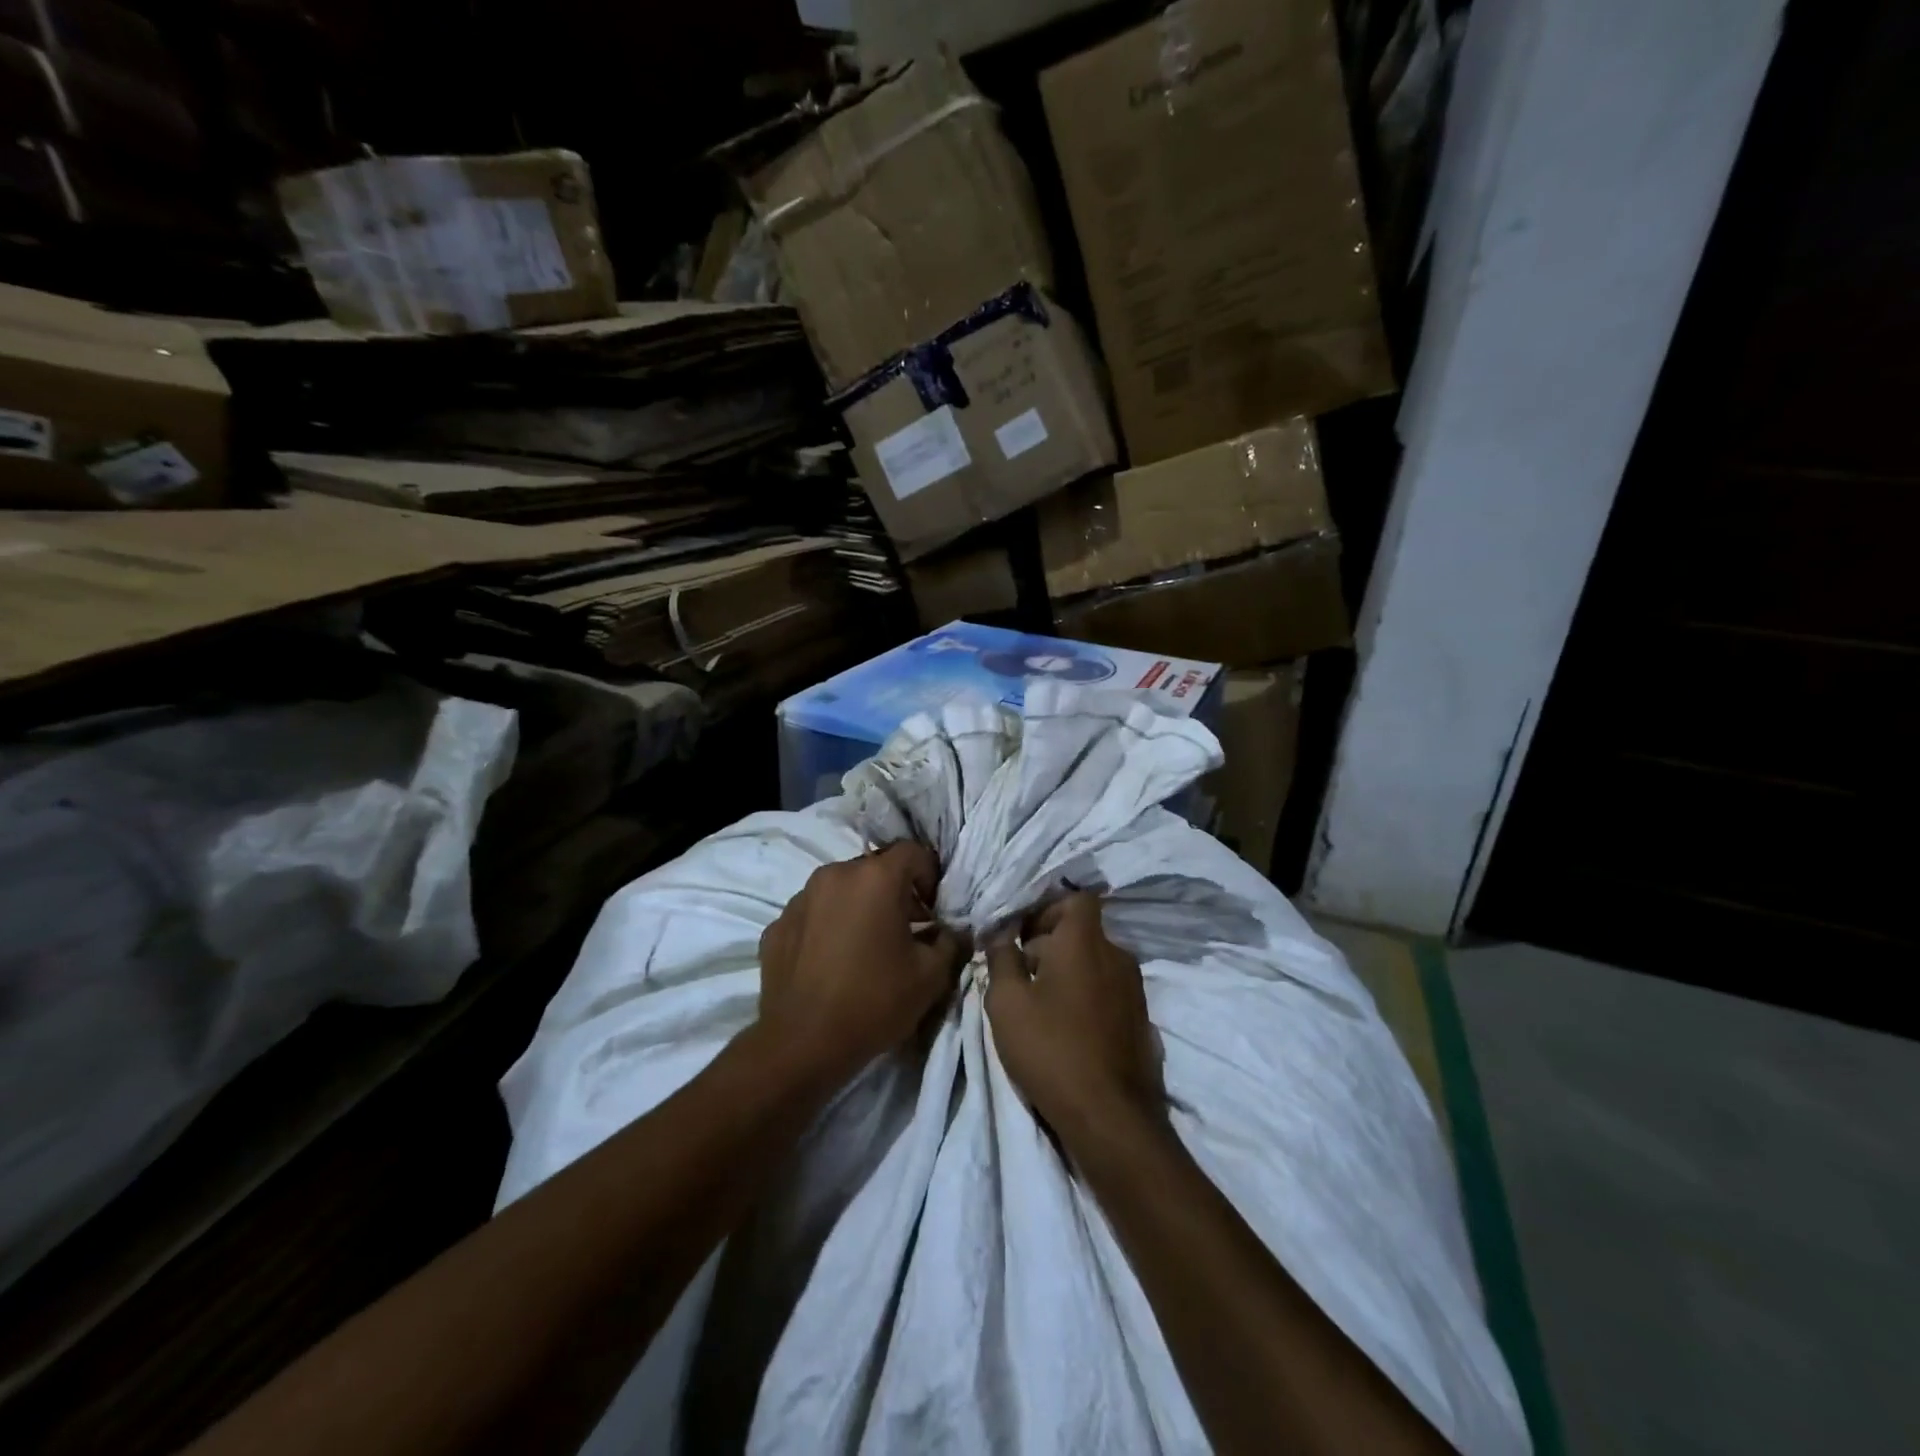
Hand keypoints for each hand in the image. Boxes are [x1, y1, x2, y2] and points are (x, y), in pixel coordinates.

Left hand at [756, 842, 967, 1087]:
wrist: (802, 1045)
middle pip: (874, 869)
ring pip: (840, 889)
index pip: (913, 852)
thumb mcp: (931, 976)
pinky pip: (812, 914)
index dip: (930, 876)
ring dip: (858, 907)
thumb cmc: (874, 1002)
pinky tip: (832, 962)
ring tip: (866, 947)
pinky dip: (827, 927)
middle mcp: (834, 875)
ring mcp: (800, 899)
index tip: (933, 911)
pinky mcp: (777, 925)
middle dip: (894, 892)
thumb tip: (951, 932)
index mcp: (875, 878)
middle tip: (906, 930)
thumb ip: (950, 942)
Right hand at [985, 893, 1162, 1139]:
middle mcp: (1117, 954)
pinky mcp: (1142, 1018)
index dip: (1049, 909)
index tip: (1024, 935)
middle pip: (1084, 931)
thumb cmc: (1051, 1048)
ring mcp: (1135, 987)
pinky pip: (1109, 990)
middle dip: (1052, 944)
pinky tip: (1070, 1029)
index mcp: (1086, 940)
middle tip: (1022, 974)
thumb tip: (1001, 933)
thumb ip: (1001, 958)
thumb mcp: (1007, 1002)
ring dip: (1070, 971)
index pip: (1077, 898)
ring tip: (1042, 1005)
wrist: (1110, 1116)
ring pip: (1097, 961)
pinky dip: (1089, 996)